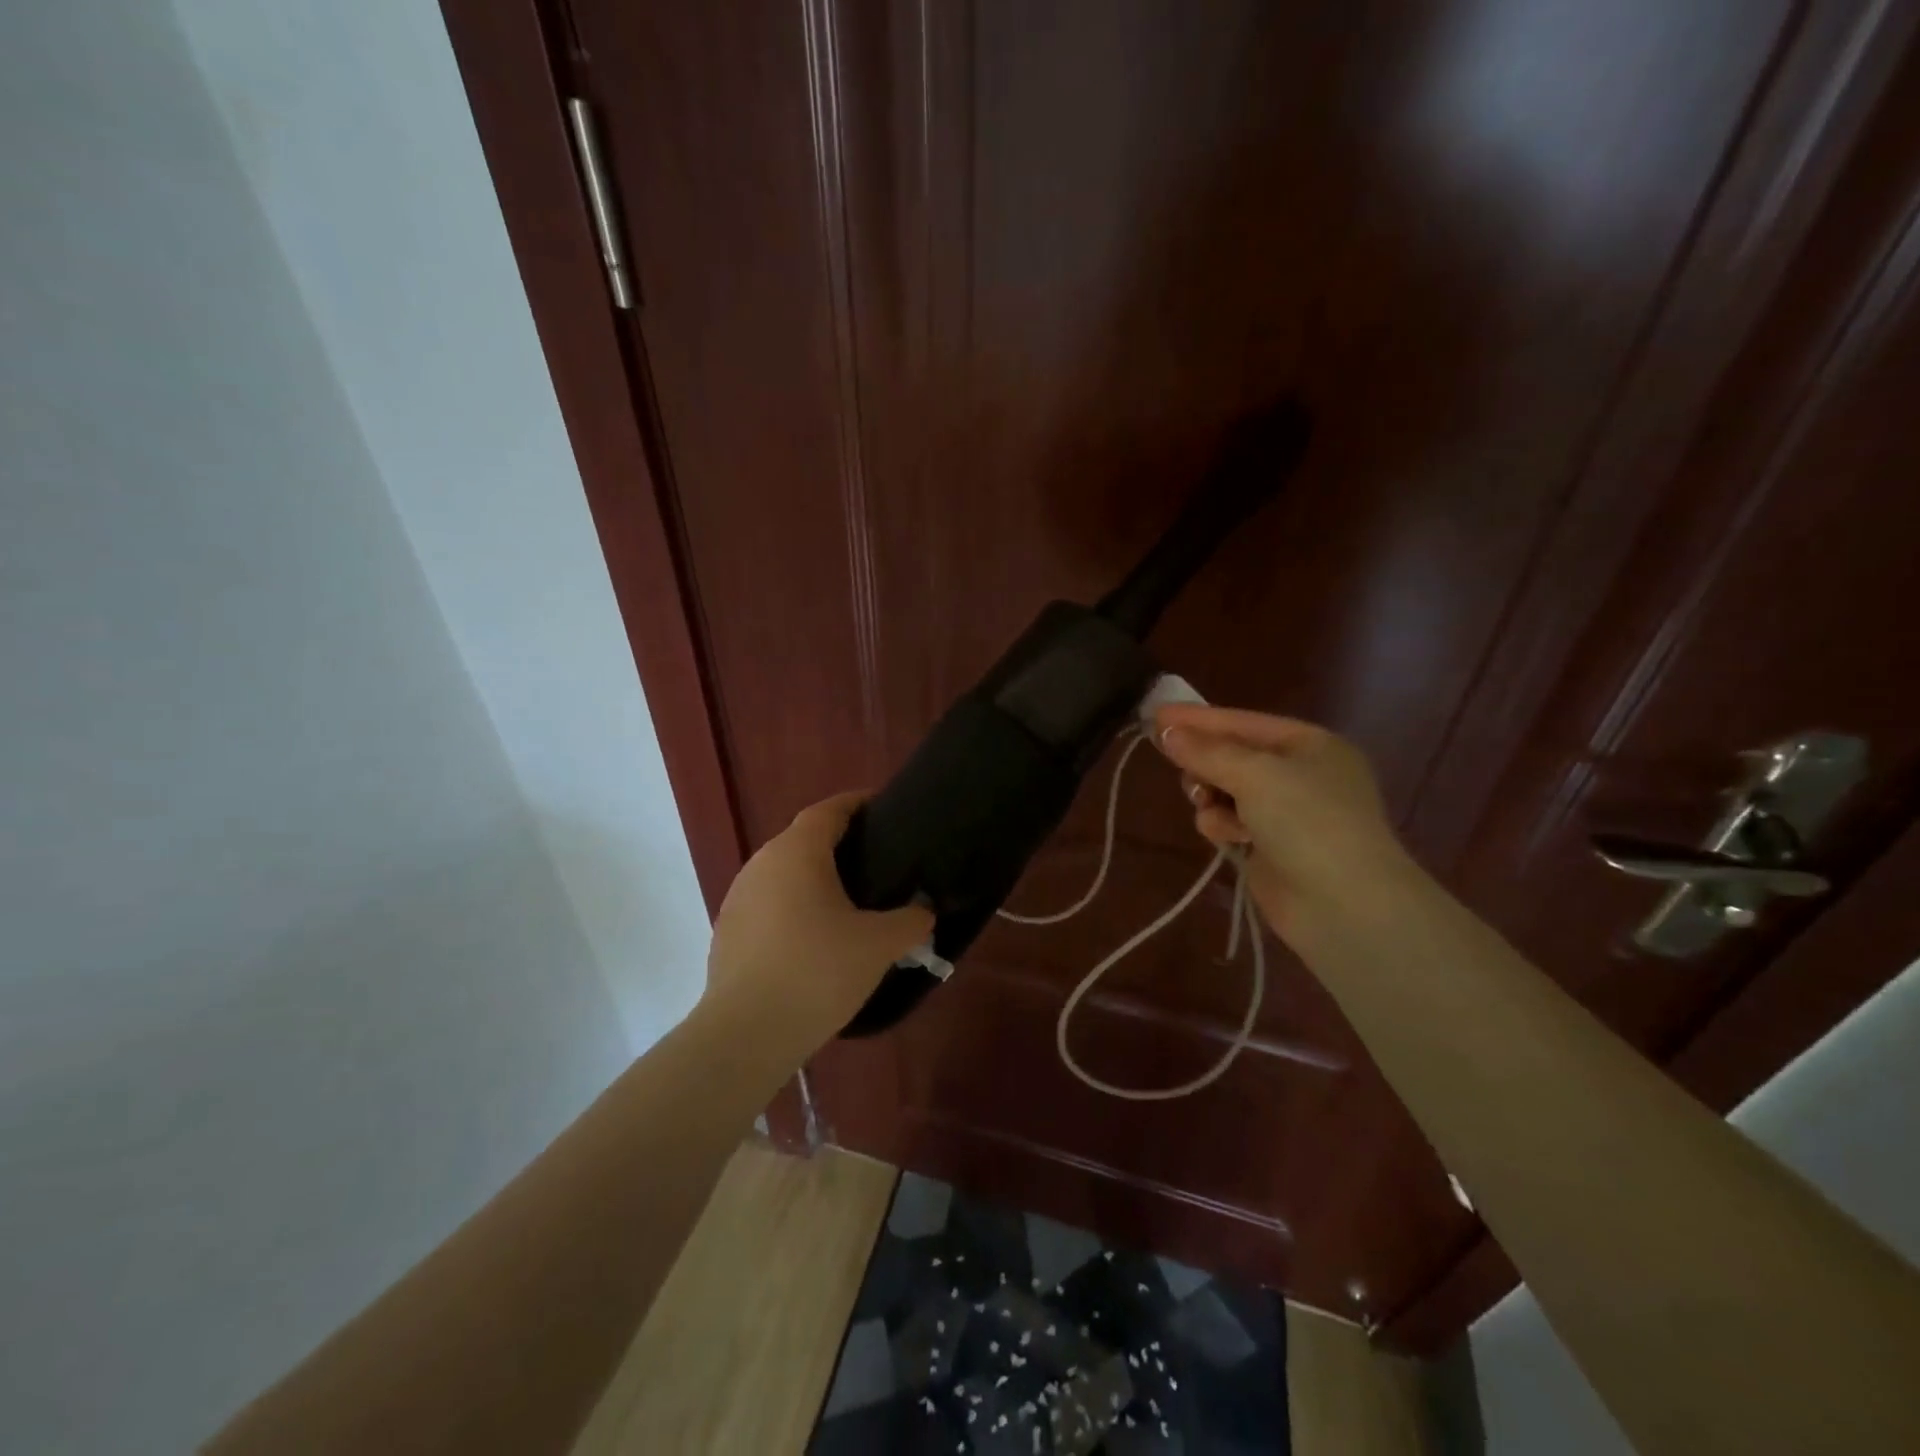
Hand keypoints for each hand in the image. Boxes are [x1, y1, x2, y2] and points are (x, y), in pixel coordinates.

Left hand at [704, 792, 934, 1047]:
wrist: (746, 1034)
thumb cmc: (818, 972)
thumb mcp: (879, 945)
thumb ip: (911, 921)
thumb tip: (923, 912)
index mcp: (797, 852)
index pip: (828, 810)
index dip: (856, 803)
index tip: (882, 808)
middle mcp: (762, 863)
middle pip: (804, 839)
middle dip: (838, 843)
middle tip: (875, 862)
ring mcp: (739, 897)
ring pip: (784, 873)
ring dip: (814, 878)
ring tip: (847, 902)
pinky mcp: (727, 930)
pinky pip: (768, 903)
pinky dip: (793, 907)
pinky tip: (813, 939)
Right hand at [1152, 705, 1409, 942]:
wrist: (1344, 905)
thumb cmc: (1307, 822)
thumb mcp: (1255, 774)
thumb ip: (1207, 751)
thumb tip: (1167, 730)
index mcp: (1310, 745)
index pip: (1243, 722)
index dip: (1198, 718)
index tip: (1155, 714)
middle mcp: (1301, 774)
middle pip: (1232, 756)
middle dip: (1205, 763)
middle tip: (1182, 768)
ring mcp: (1287, 814)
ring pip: (1225, 791)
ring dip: (1211, 797)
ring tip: (1208, 805)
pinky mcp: (1270, 848)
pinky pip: (1230, 823)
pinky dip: (1222, 826)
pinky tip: (1228, 838)